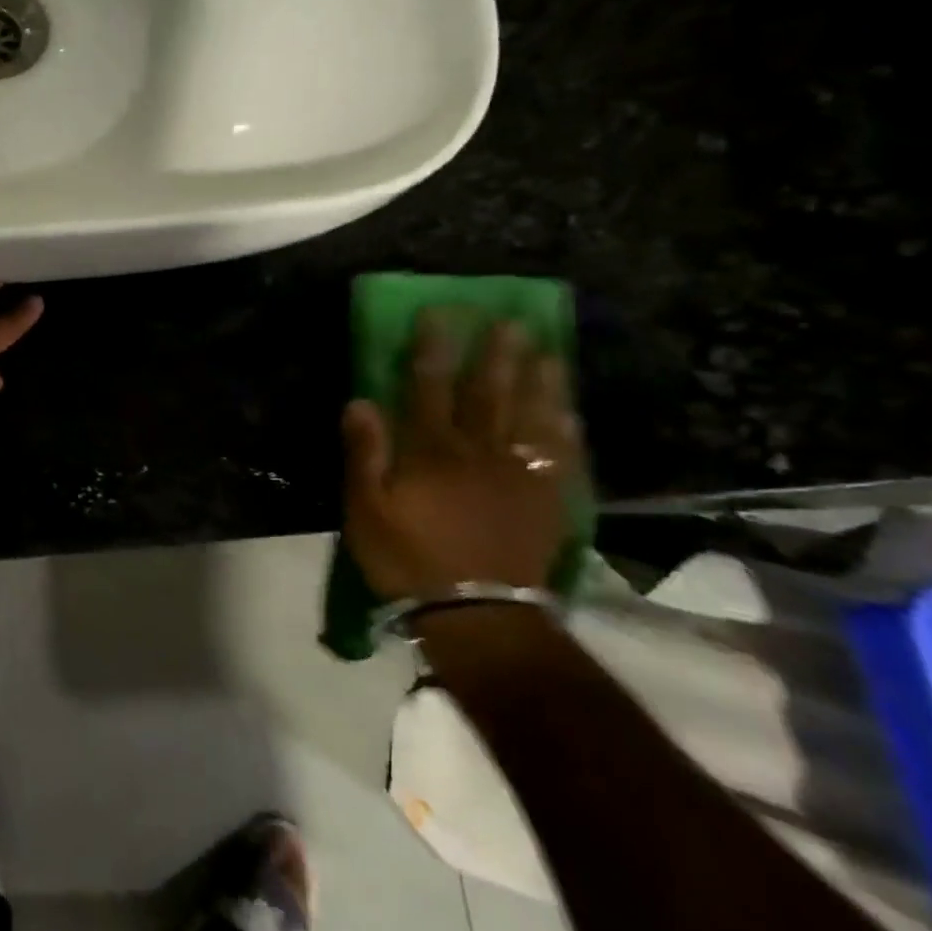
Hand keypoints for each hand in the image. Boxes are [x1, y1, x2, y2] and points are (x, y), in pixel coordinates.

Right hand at [340, 315, 581, 601]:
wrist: (476, 615)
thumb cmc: (408, 558)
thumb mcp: (366, 508)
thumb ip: (365, 453)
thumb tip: (361, 401)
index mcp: (432, 451)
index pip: (429, 387)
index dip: (432, 349)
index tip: (438, 315)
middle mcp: (479, 452)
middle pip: (490, 393)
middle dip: (496, 354)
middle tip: (510, 320)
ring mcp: (518, 476)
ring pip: (531, 418)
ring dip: (540, 382)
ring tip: (548, 351)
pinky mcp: (545, 502)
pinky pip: (560, 458)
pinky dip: (566, 433)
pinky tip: (570, 413)